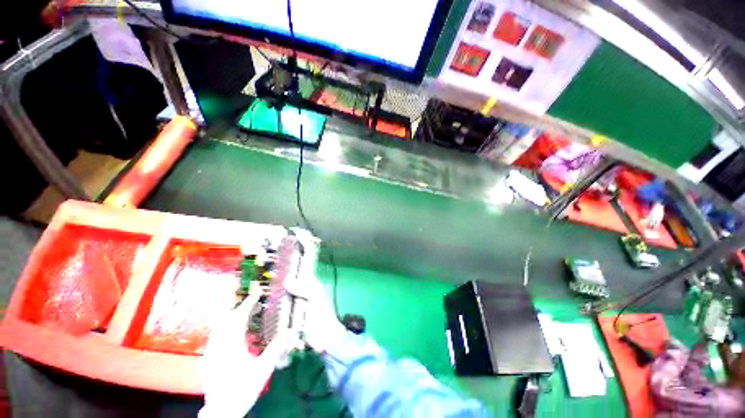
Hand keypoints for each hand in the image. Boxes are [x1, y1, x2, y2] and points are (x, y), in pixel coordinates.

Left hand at [199, 292, 296, 417]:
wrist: (222, 411)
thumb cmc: (243, 389)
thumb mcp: (263, 369)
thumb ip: (276, 349)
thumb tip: (291, 333)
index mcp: (232, 345)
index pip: (239, 317)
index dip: (248, 303)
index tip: (257, 294)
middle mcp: (219, 345)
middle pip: (225, 318)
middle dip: (238, 307)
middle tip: (252, 304)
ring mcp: (212, 352)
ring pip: (219, 327)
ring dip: (232, 317)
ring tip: (245, 315)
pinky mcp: (209, 359)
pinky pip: (216, 336)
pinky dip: (226, 328)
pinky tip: (235, 334)